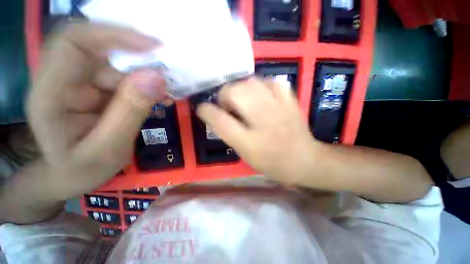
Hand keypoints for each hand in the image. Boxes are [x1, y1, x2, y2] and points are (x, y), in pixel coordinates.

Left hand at [27, 23, 165, 198]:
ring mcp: (77, 83)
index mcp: (50, 94)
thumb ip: (130, 112)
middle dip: (137, 59)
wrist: (71, 176)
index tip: (154, 47)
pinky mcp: (93, 89)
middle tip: (168, 74)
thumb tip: (156, 78)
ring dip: (145, 77)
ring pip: (114, 65)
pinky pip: (122, 78)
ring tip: (167, 93)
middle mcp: (60, 79)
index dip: (114, 36)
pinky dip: (144, 85)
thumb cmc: (84, 169)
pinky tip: (159, 97)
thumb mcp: (110, 148)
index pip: (75, 42)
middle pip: (99, 49)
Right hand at [197, 78, 316, 182]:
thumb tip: (216, 114)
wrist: (304, 160)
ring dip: (241, 88)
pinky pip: (272, 82)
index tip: (202, 108)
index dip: (206, 111)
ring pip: (252, 83)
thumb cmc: (271, 162)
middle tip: (227, 104)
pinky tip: (261, 94)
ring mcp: (280, 108)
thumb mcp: (245, 154)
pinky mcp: (291, 101)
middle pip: (236, 93)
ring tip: (242, 98)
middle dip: (224, 94)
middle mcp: (264, 122)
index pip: (220, 120)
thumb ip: (229, 134)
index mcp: (250, 142)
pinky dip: (262, 85)